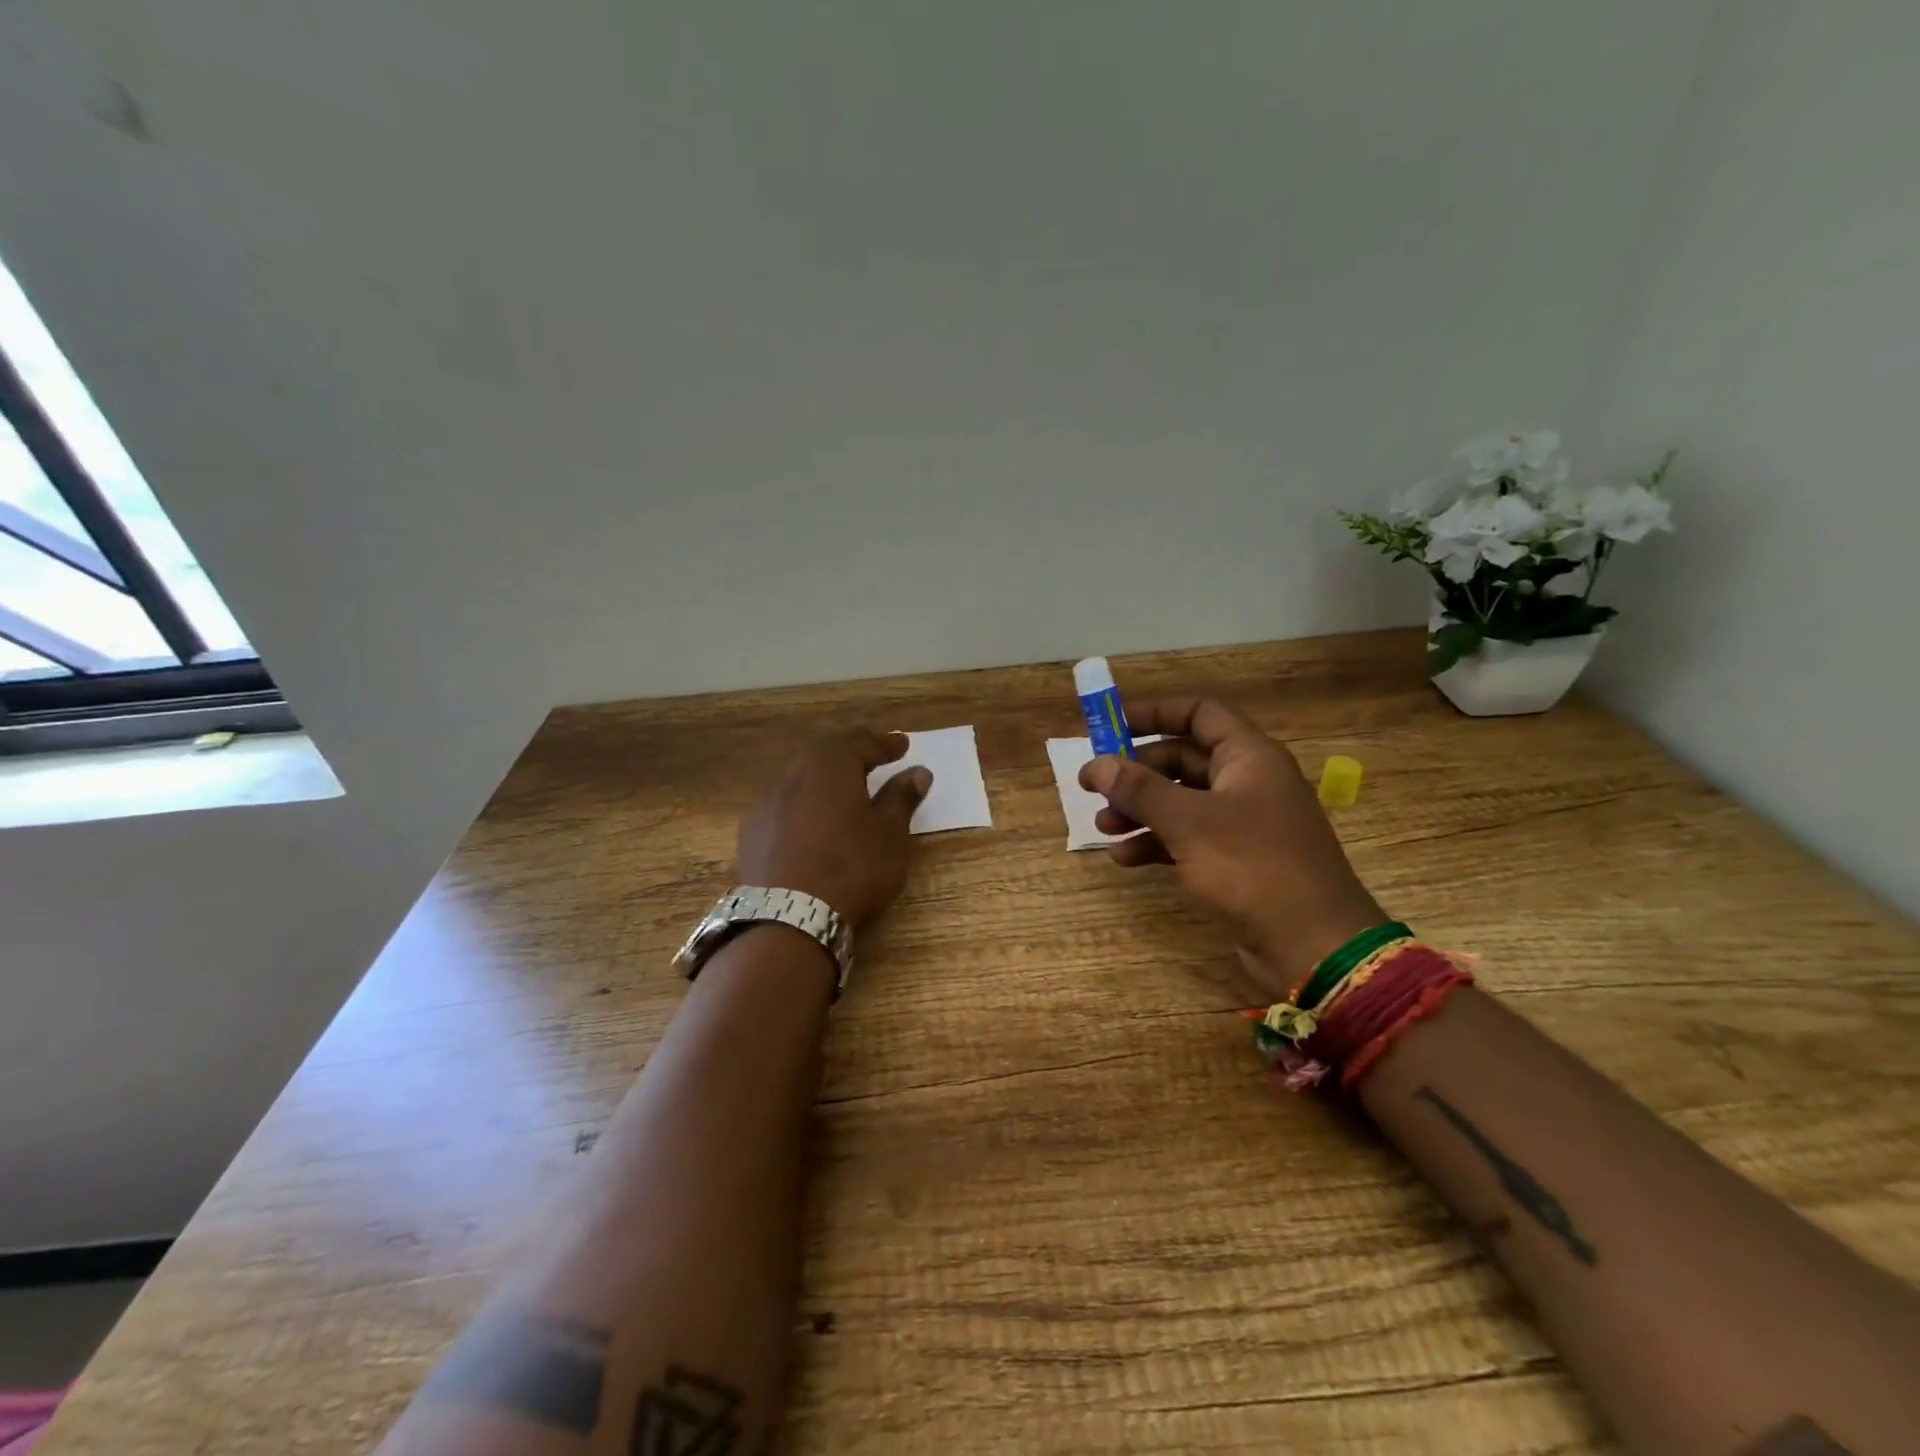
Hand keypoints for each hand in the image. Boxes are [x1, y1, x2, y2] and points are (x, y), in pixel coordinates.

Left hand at [737, 732, 930, 928]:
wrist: (789, 918)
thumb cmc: (852, 868)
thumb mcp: (890, 834)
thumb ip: (901, 798)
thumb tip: (917, 772)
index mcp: (830, 765)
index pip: (861, 743)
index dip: (885, 743)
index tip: (903, 745)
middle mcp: (793, 774)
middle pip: (826, 754)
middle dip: (851, 753)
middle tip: (872, 757)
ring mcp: (767, 803)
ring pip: (801, 778)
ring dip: (824, 779)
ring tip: (843, 789)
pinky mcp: (752, 832)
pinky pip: (784, 804)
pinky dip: (804, 804)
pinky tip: (811, 820)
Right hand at [1079, 697, 1385, 998]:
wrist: (1314, 946)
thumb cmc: (1253, 867)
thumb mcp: (1189, 822)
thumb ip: (1140, 789)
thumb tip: (1096, 764)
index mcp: (1248, 757)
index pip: (1199, 714)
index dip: (1154, 713)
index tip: (1109, 724)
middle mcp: (1246, 782)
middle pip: (1182, 759)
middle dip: (1136, 772)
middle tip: (1093, 786)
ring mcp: (1242, 824)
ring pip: (1180, 802)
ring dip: (1139, 810)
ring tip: (1104, 828)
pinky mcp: (1235, 860)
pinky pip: (1187, 838)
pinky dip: (1155, 842)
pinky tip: (1125, 858)